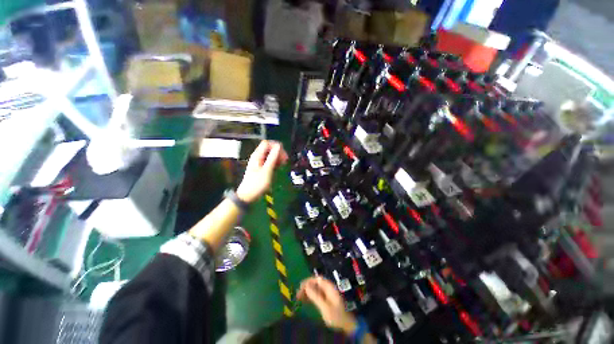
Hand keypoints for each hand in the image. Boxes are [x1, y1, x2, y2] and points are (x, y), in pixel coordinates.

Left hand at [236, 140, 287, 202]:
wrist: (248, 196)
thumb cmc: (257, 184)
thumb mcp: (267, 170)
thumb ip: (273, 158)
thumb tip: (279, 146)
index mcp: (257, 155)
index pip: (267, 143)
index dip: (276, 146)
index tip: (283, 154)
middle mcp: (258, 157)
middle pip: (270, 148)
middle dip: (278, 152)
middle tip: (285, 160)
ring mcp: (260, 162)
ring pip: (270, 155)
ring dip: (278, 158)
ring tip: (283, 164)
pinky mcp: (262, 168)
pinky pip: (270, 161)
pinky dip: (275, 163)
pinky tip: (279, 167)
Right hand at [297, 277, 357, 334]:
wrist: (346, 324)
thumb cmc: (336, 315)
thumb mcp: (325, 307)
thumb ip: (316, 296)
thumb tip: (306, 286)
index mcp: (329, 287)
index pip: (318, 279)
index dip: (309, 281)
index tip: (300, 286)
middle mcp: (328, 288)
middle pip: (316, 283)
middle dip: (306, 287)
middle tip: (298, 293)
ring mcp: (327, 294)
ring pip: (315, 289)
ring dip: (307, 292)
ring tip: (299, 297)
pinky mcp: (326, 299)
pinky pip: (316, 295)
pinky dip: (310, 296)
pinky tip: (304, 300)